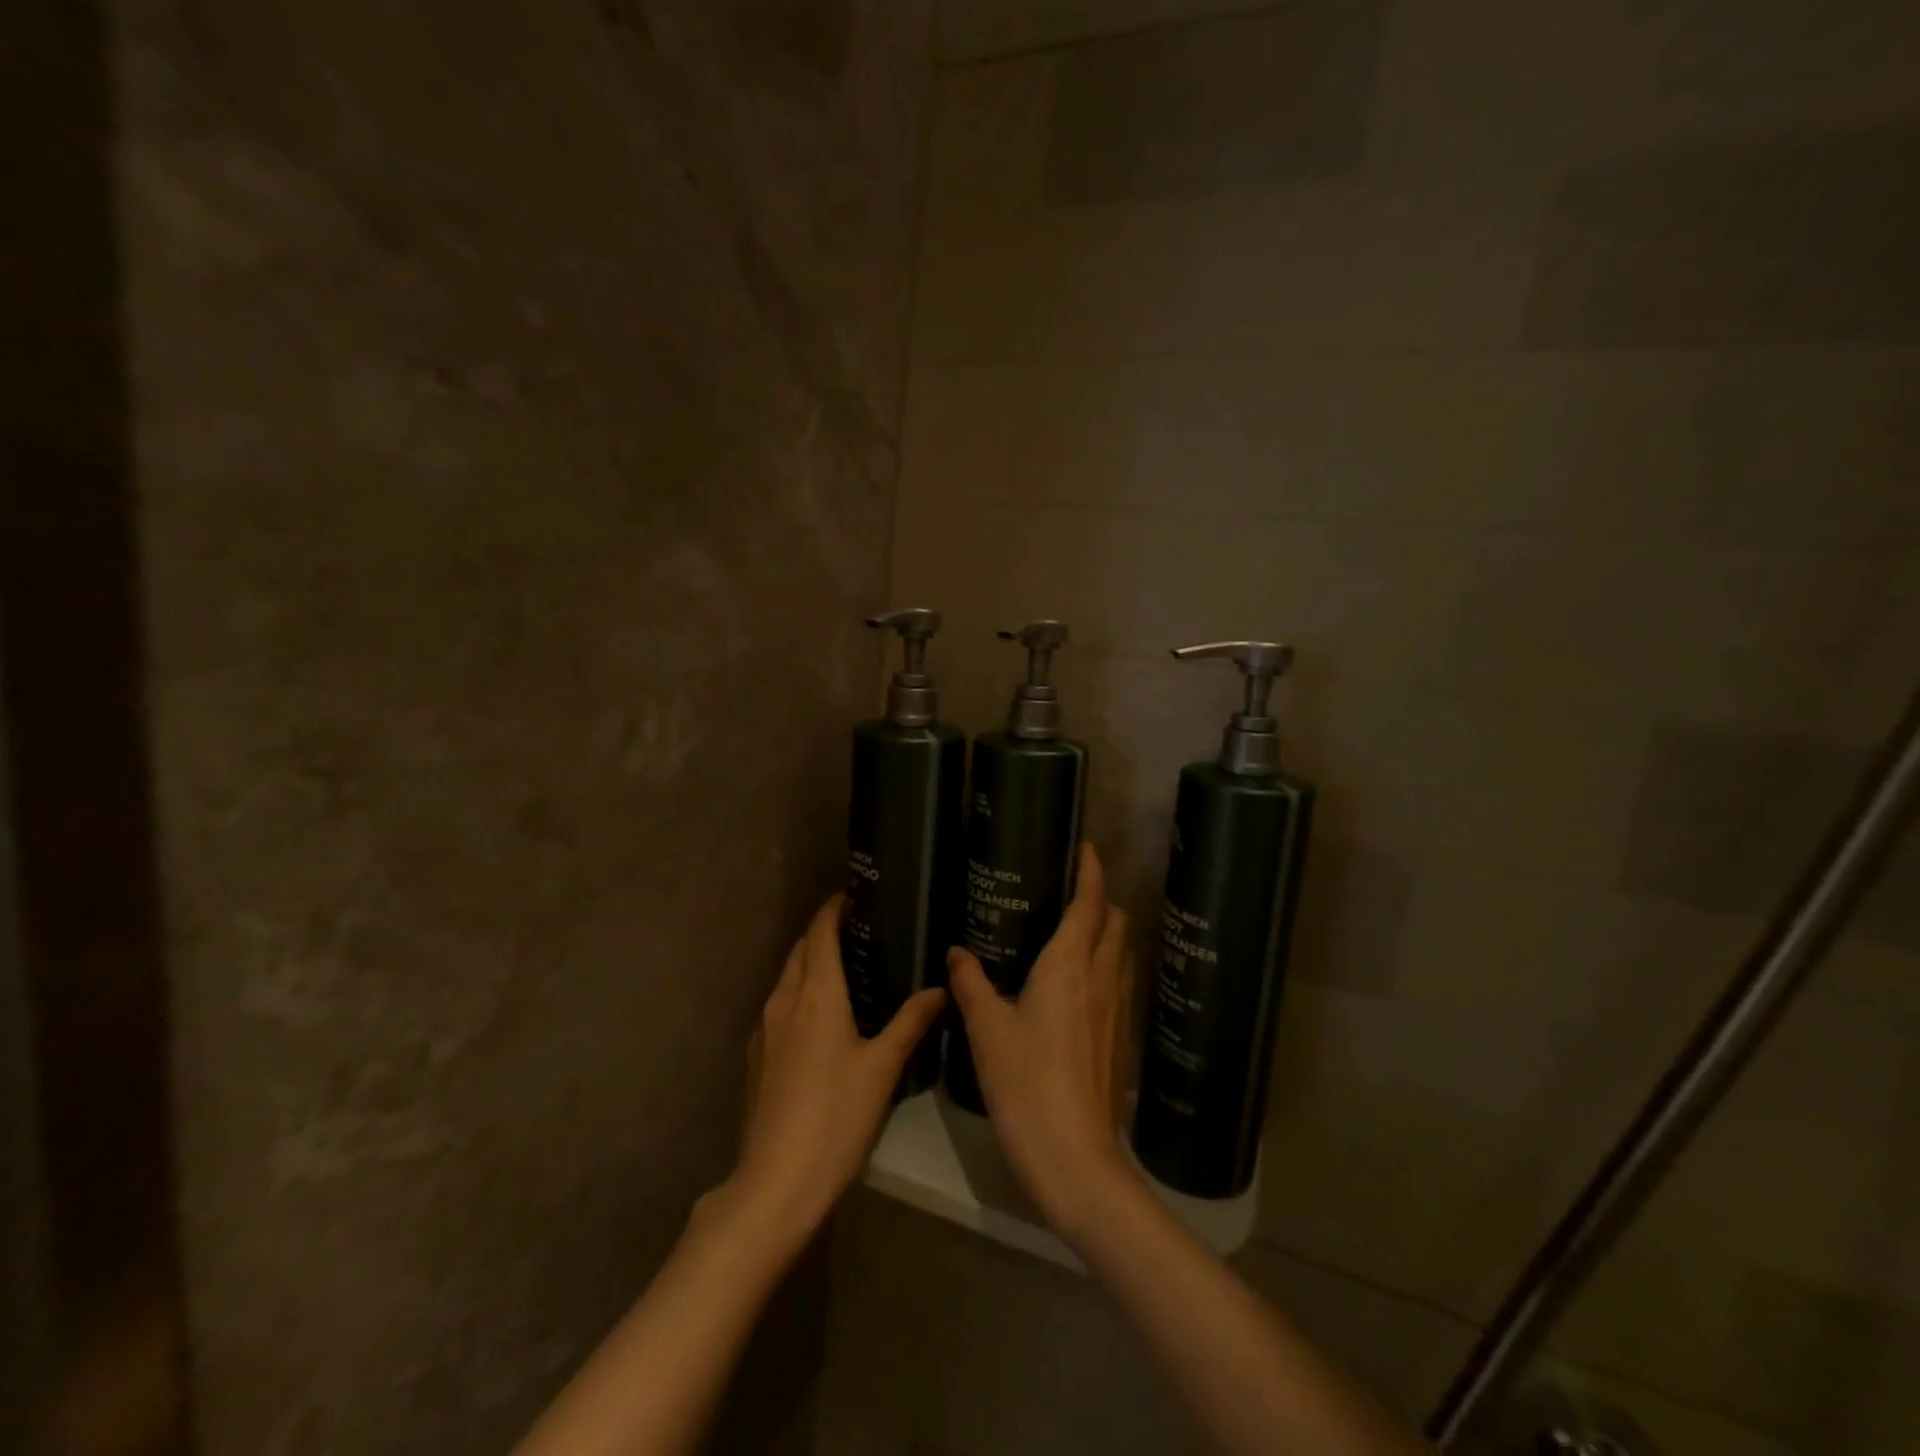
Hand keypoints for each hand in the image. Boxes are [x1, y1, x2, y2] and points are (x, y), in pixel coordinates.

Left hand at [726, 895, 944, 1249]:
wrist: (775, 1182)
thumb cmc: (836, 1116)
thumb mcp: (882, 1068)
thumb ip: (911, 1022)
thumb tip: (939, 988)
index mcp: (816, 992)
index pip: (820, 931)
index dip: (834, 908)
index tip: (855, 896)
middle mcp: (784, 999)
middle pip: (800, 950)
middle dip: (823, 933)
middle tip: (861, 931)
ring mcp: (765, 1029)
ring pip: (787, 978)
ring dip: (810, 963)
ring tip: (846, 969)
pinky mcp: (757, 1057)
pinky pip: (780, 1006)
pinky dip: (800, 993)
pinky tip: (822, 1018)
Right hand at [947, 843, 1137, 1242]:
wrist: (1076, 1160)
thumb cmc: (1026, 1084)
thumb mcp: (987, 1031)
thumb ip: (971, 984)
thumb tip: (957, 951)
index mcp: (1069, 966)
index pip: (1090, 903)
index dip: (1092, 871)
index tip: (1086, 848)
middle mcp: (1102, 978)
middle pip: (1116, 922)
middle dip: (1100, 900)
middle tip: (1067, 895)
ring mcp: (1117, 1011)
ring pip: (1122, 953)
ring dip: (1106, 933)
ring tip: (1071, 934)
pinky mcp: (1121, 1039)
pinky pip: (1120, 984)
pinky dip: (1106, 968)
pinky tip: (1077, 989)